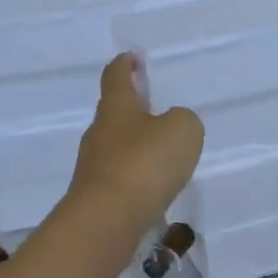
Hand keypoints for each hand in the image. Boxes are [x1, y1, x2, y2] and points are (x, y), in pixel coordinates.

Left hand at [67, 54, 204, 236]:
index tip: (132, 57)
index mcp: (117, 107)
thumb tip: (172, 126)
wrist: (107, 220)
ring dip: (136, 145)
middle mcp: (100, 133)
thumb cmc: (144, 163)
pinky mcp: (97, 196)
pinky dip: (136, 177)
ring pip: (117, 147)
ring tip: (160, 152)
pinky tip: (152, 188)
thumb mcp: (182, 130)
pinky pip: (120, 178)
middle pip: (114, 113)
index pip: (116, 76)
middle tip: (154, 107)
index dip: (125, 65)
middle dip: (132, 108)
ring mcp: (94, 167)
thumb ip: (183, 120)